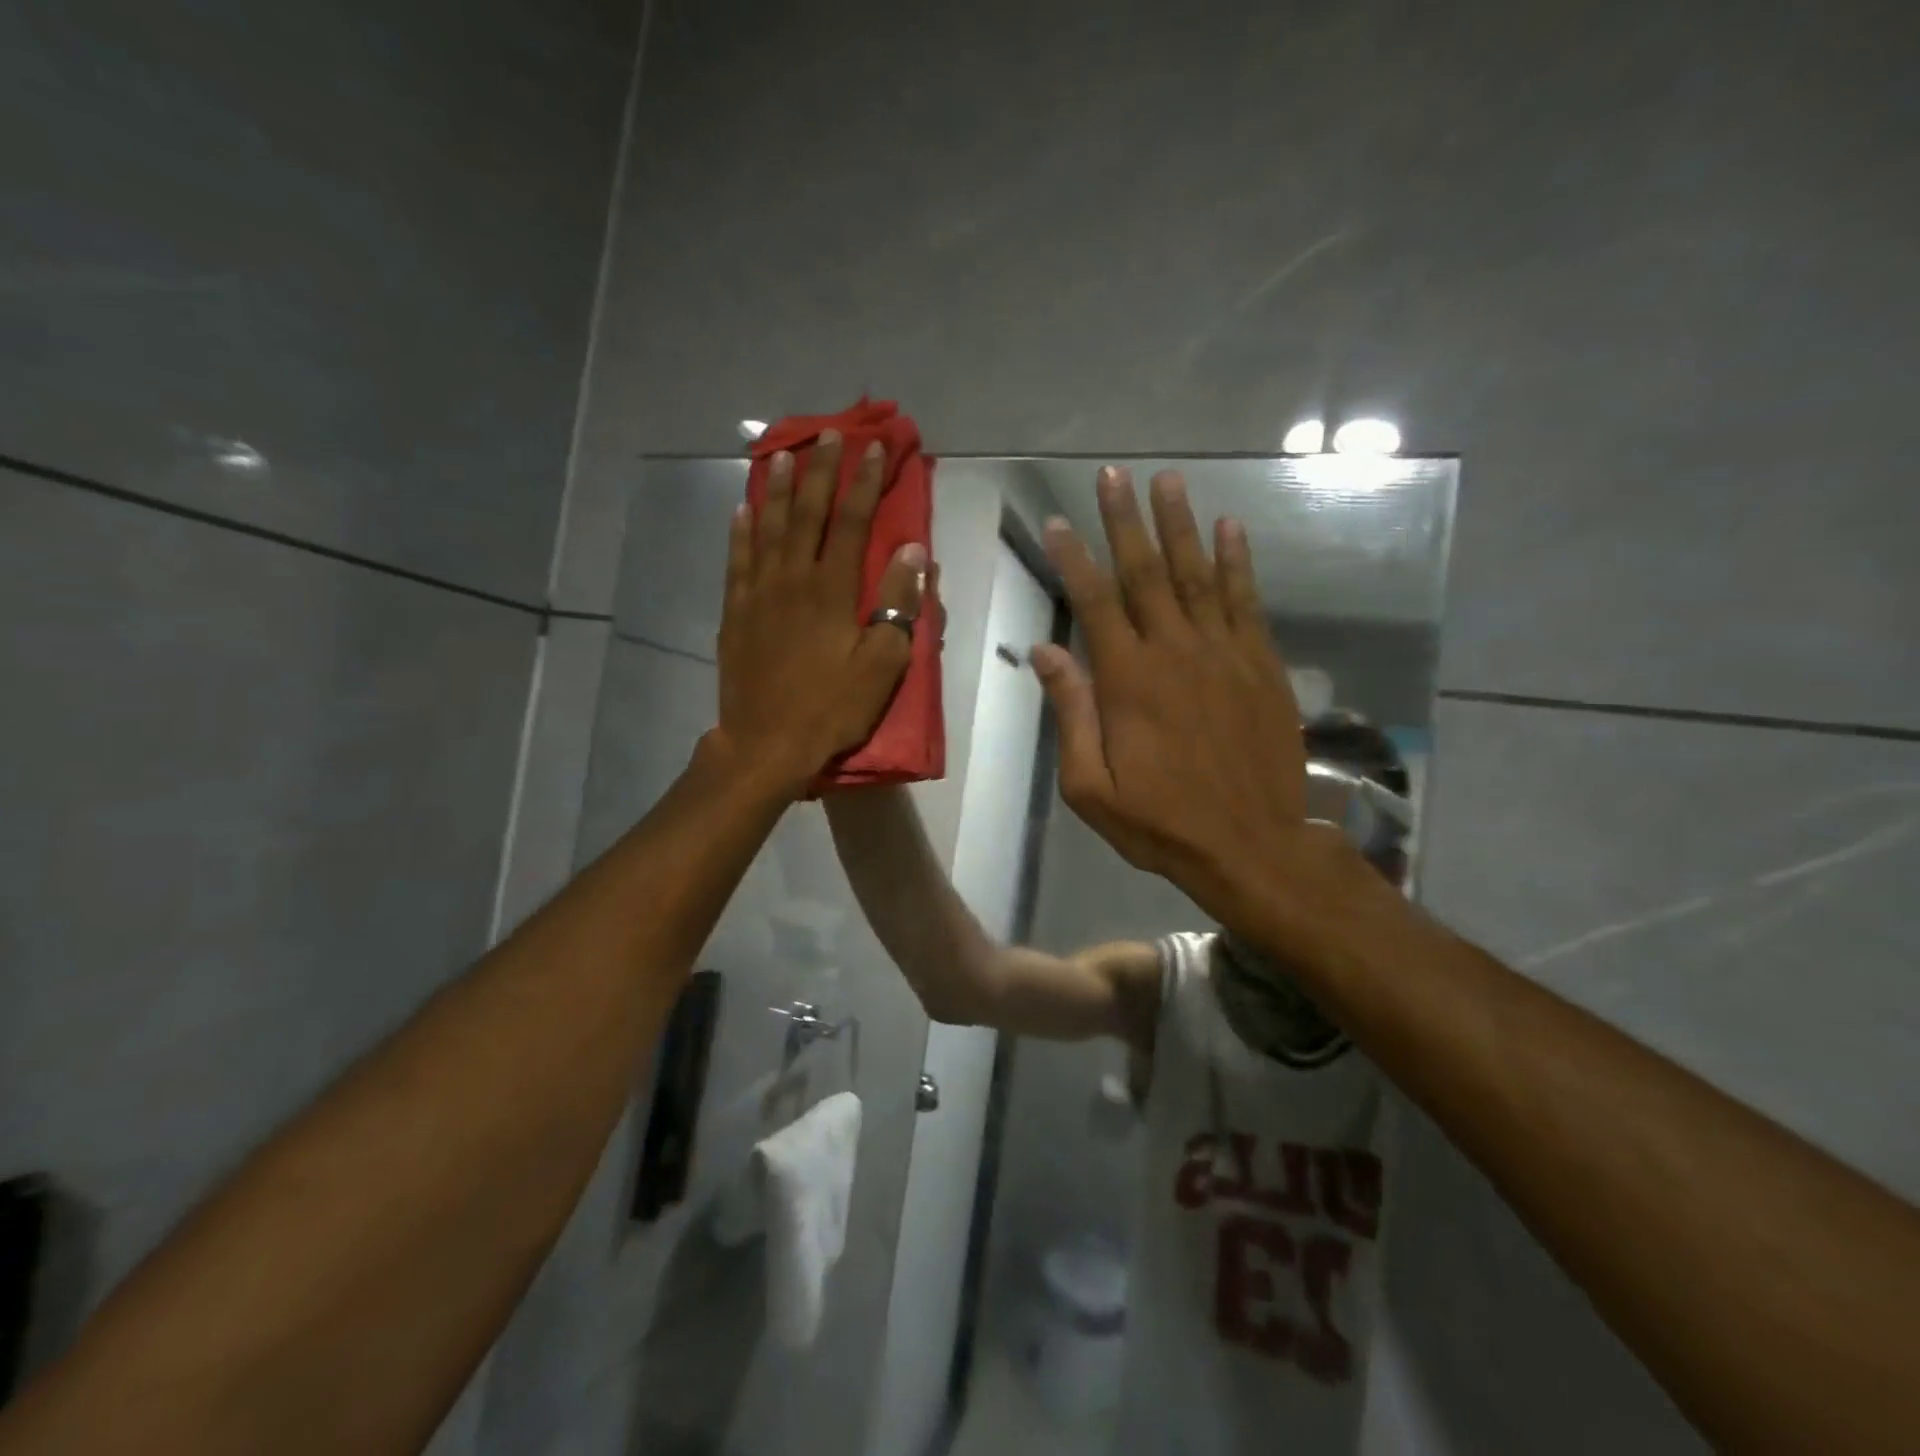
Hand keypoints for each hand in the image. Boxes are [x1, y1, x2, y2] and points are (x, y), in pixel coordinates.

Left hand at [711, 432, 924, 796]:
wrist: (766, 744)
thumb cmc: (832, 708)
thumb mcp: (881, 664)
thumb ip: (898, 605)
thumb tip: (913, 552)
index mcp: (831, 590)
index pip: (851, 523)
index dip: (864, 483)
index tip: (874, 449)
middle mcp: (791, 579)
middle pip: (807, 513)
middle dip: (820, 471)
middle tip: (828, 434)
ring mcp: (757, 594)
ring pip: (768, 527)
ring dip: (777, 488)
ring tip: (781, 454)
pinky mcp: (735, 613)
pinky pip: (737, 560)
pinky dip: (741, 531)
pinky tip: (742, 509)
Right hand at [1031, 467, 1322, 924]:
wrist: (1253, 846)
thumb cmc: (1161, 823)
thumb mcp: (1092, 786)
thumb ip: (1071, 713)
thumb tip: (1044, 650)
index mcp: (1128, 680)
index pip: (1095, 601)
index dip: (1075, 557)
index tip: (1060, 521)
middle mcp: (1176, 651)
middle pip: (1146, 572)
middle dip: (1126, 520)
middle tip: (1113, 474)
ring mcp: (1225, 654)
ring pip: (1198, 574)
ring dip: (1180, 525)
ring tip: (1168, 481)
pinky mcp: (1262, 665)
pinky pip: (1247, 601)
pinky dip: (1238, 561)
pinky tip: (1230, 527)